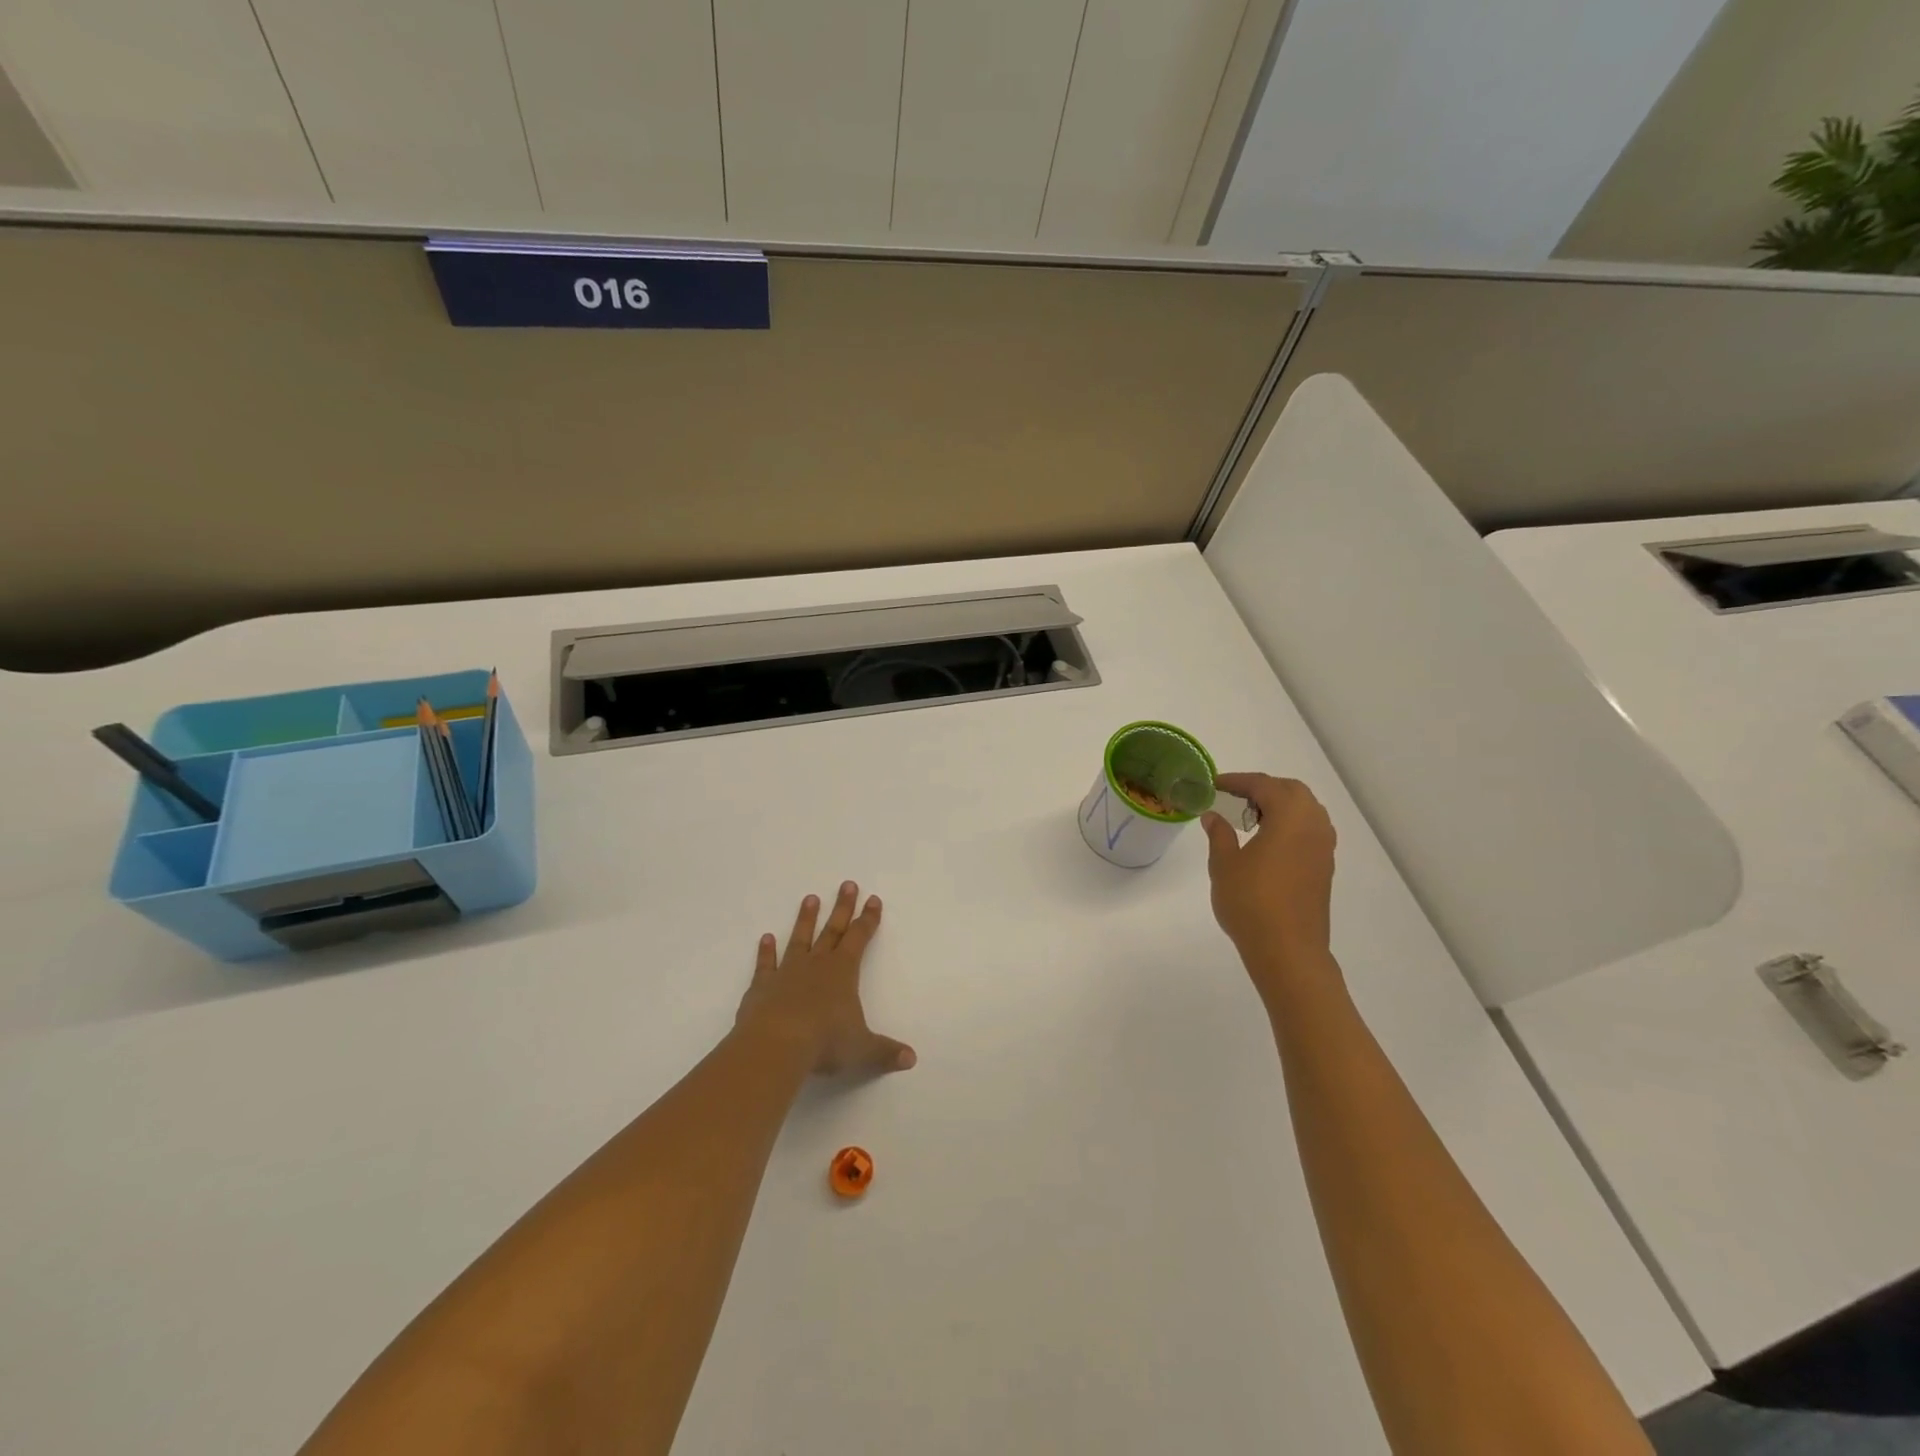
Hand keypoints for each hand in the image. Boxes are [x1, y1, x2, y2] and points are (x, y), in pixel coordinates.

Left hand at [735, 882, 916, 1076]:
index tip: (873, 899)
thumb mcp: (862, 1049)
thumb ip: (884, 1051)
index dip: (868, 919)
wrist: (777, 1044)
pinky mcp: (762, 986)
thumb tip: (911, 1059)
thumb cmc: (825, 1042)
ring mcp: (788, 972)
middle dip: (842, 908)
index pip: (860, 938)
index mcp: (843, 972)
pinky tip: (765, 938)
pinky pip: (766, 964)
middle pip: (833, 930)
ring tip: (810, 898)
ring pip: (800, 939)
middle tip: (847, 884)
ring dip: (806, 919)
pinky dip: (766, 952)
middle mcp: (817, 964)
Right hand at [1202, 774, 1338, 995]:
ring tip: (1250, 819)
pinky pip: (1310, 830)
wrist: (1288, 950)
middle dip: (1263, 788)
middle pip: (1291, 791)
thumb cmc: (1251, 902)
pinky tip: (1268, 842)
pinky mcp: (1324, 867)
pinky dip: (1290, 825)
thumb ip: (1219, 834)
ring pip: (1305, 810)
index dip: (1237, 781)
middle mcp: (1313, 825)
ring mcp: (1323, 847)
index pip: (1263, 785)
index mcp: (1290, 817)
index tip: (1214, 784)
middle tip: (1233, 798)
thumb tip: (1213, 816)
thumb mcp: (1224, 864)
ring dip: (1280, 806)